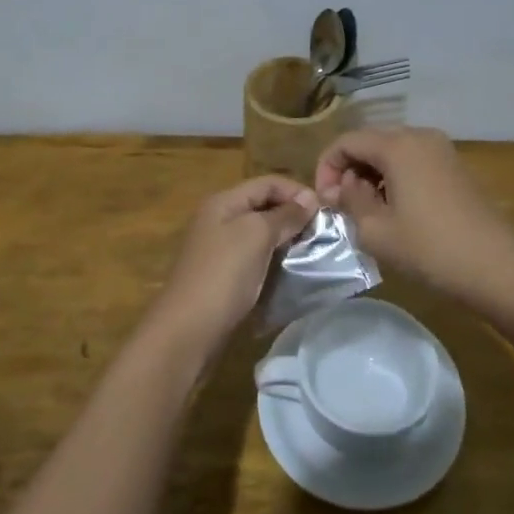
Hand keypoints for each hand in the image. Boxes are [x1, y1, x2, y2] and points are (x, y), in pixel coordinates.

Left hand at [154, 175, 319, 346]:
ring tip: (312, 251)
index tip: (325, 211)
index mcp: (223, 202)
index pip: (267, 183)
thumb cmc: (224, 274)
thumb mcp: (256, 235)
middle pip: (263, 206)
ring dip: (286, 239)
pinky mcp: (223, 274)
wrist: (189, 330)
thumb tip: (310, 198)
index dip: (296, 191)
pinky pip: (255, 257)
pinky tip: (291, 270)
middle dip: (293, 215)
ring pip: (260, 233)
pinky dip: (274, 259)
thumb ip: (284, 215)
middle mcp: (219, 219)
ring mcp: (219, 248)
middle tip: (323, 232)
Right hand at [315, 127, 513, 305]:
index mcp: (397, 144)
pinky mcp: (455, 168)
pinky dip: (394, 178)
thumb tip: (343, 187)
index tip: (324, 202)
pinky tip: (395, 210)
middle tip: (341, 207)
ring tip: (366, 212)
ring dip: (371, 175)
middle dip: (349, 170)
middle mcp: (419, 136)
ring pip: (392, 152)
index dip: (326, 168)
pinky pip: (413, 162)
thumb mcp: (376, 230)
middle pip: (370, 141)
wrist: (497, 266)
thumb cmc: (430, 248)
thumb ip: (350, 201)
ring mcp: (441, 150)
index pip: (346, 141)